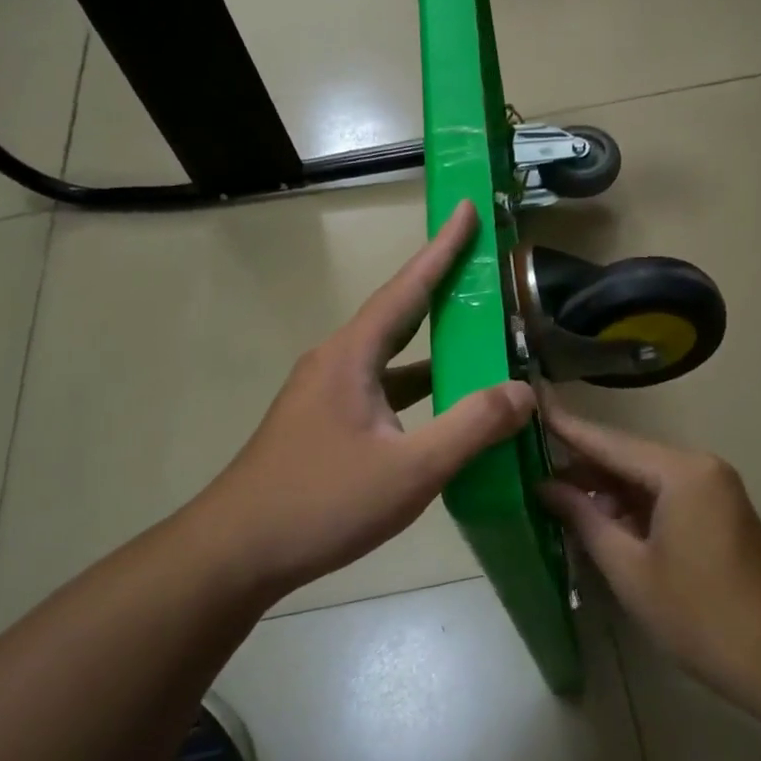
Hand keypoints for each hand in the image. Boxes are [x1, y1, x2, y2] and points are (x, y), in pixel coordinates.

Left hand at [190, 200, 535, 601]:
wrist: (236, 552)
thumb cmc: (321, 503)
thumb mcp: (410, 469)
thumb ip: (472, 427)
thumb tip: (524, 392)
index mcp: (352, 357)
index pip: (406, 288)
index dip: (442, 248)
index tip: (465, 208)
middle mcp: (335, 363)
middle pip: (398, 315)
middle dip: (442, 290)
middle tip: (483, 269)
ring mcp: (325, 395)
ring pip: (390, 359)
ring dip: (433, 348)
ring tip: (480, 341)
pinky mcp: (323, 425)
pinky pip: (381, 391)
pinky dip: (416, 389)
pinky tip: (442, 410)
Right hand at [538, 402, 760, 698]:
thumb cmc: (697, 614)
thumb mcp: (629, 568)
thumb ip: (584, 518)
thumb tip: (546, 487)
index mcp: (681, 472)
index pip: (610, 442)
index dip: (567, 427)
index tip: (531, 404)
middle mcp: (700, 467)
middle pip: (628, 456)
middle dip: (581, 464)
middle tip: (529, 463)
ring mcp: (714, 489)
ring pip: (645, 477)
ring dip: (604, 488)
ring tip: (551, 494)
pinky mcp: (718, 512)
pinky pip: (664, 496)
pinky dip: (630, 505)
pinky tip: (596, 518)